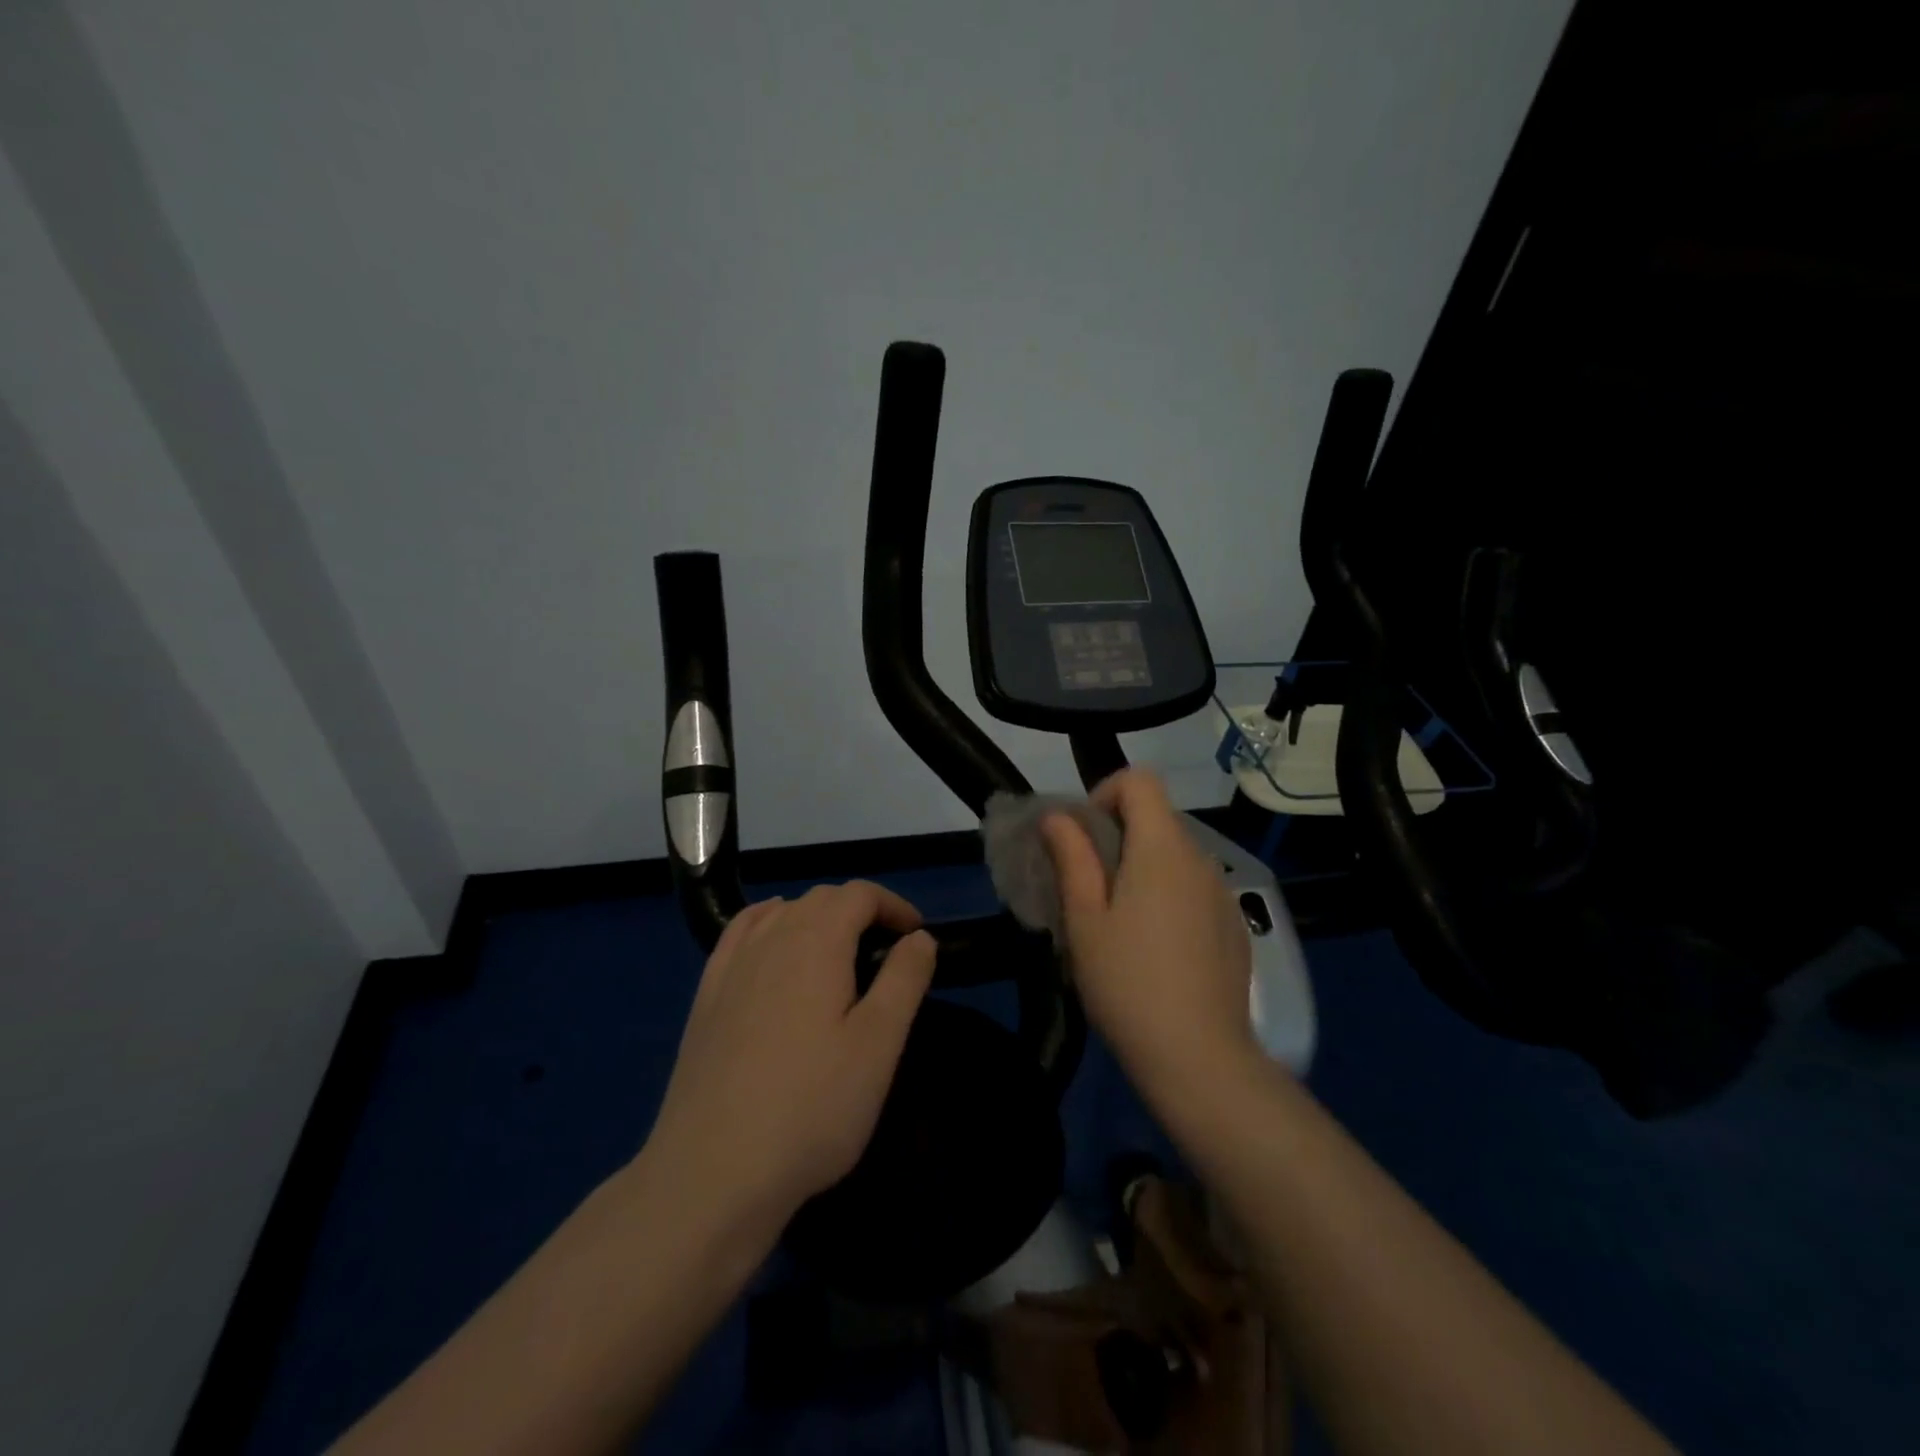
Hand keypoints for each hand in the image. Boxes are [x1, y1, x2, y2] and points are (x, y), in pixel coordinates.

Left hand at [644, 883, 936, 1238]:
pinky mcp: (706, 996)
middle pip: (820, 898)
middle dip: (860, 911)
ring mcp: (731, 966)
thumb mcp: (879, 1044)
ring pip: (781, 913)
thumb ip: (904, 979)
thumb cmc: (812, 1107)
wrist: (713, 1171)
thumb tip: (920, 936)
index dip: (893, 905)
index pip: (859, 894)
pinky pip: (741, 934)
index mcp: (816, 941)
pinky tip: (774, 950)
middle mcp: (770, 938)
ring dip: (818, 918)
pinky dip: (769, 925)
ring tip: (839, 955)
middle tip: (886, 953)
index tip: (916, 937)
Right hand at [1042, 769, 1258, 1100]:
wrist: (1199, 1057)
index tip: (1082, 837)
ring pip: (1175, 856)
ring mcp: (1223, 893)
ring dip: (1142, 868)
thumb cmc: (1127, 982)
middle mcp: (1200, 858)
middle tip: (1088, 888)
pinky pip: (1195, 888)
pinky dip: (1169, 895)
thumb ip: (1072, 857)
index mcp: (1162, 848)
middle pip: (1157, 818)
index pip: (1140, 781)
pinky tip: (1156, 948)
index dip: (1105, 793)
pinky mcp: (1234, 925)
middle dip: (1117, 836)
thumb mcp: (1084, 919)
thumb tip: (1058, 816)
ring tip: (1119, 922)